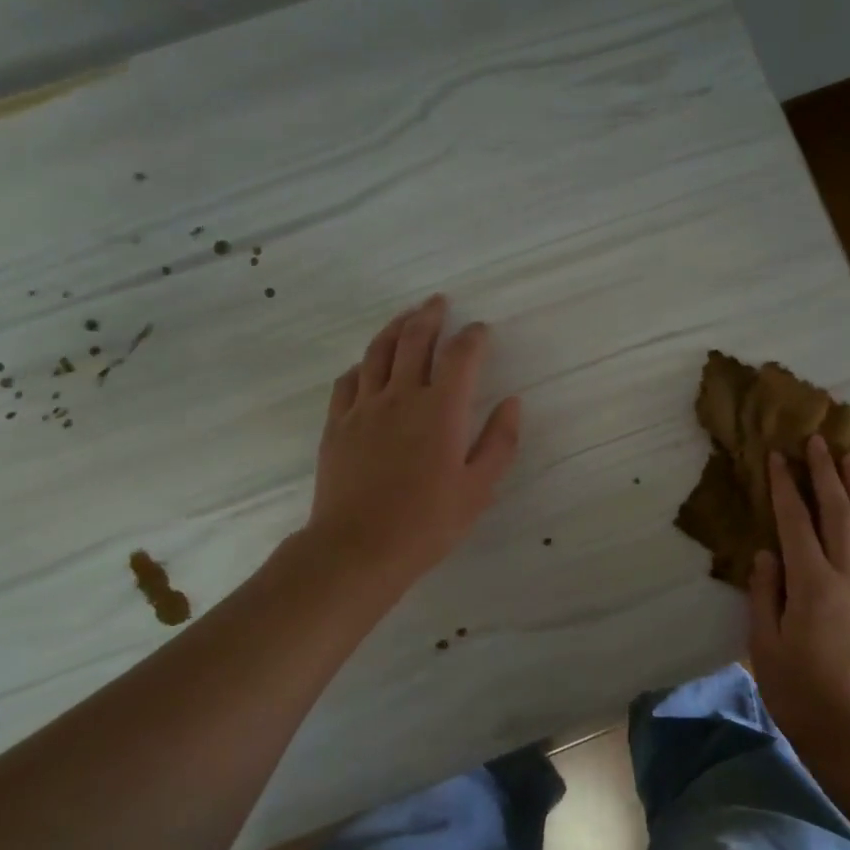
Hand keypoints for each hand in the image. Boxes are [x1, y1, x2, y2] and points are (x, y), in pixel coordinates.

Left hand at [309, 295, 521, 587]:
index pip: (460, 356)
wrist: (358, 548)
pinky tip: (368, 365)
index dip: (473, 337)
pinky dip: (363, 364)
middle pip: (414, 340)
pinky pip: (348, 380)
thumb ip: (499, 441)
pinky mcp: (337, 424)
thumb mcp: (479, 488)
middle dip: (430, 316)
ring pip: (378, 352)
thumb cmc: (428, 522)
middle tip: (440, 302)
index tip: (482, 330)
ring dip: (395, 327)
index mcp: (441, 409)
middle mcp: (401, 396)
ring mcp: (364, 408)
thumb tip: (512, 403)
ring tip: (407, 316)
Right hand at [748, 434, 849, 755]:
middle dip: (828, 474)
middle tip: (819, 440)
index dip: (786, 487)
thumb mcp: (765, 645)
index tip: (778, 456)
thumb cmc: (799, 693)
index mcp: (813, 587)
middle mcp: (849, 579)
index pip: (796, 524)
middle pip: (840, 514)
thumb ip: (765, 593)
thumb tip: (767, 552)